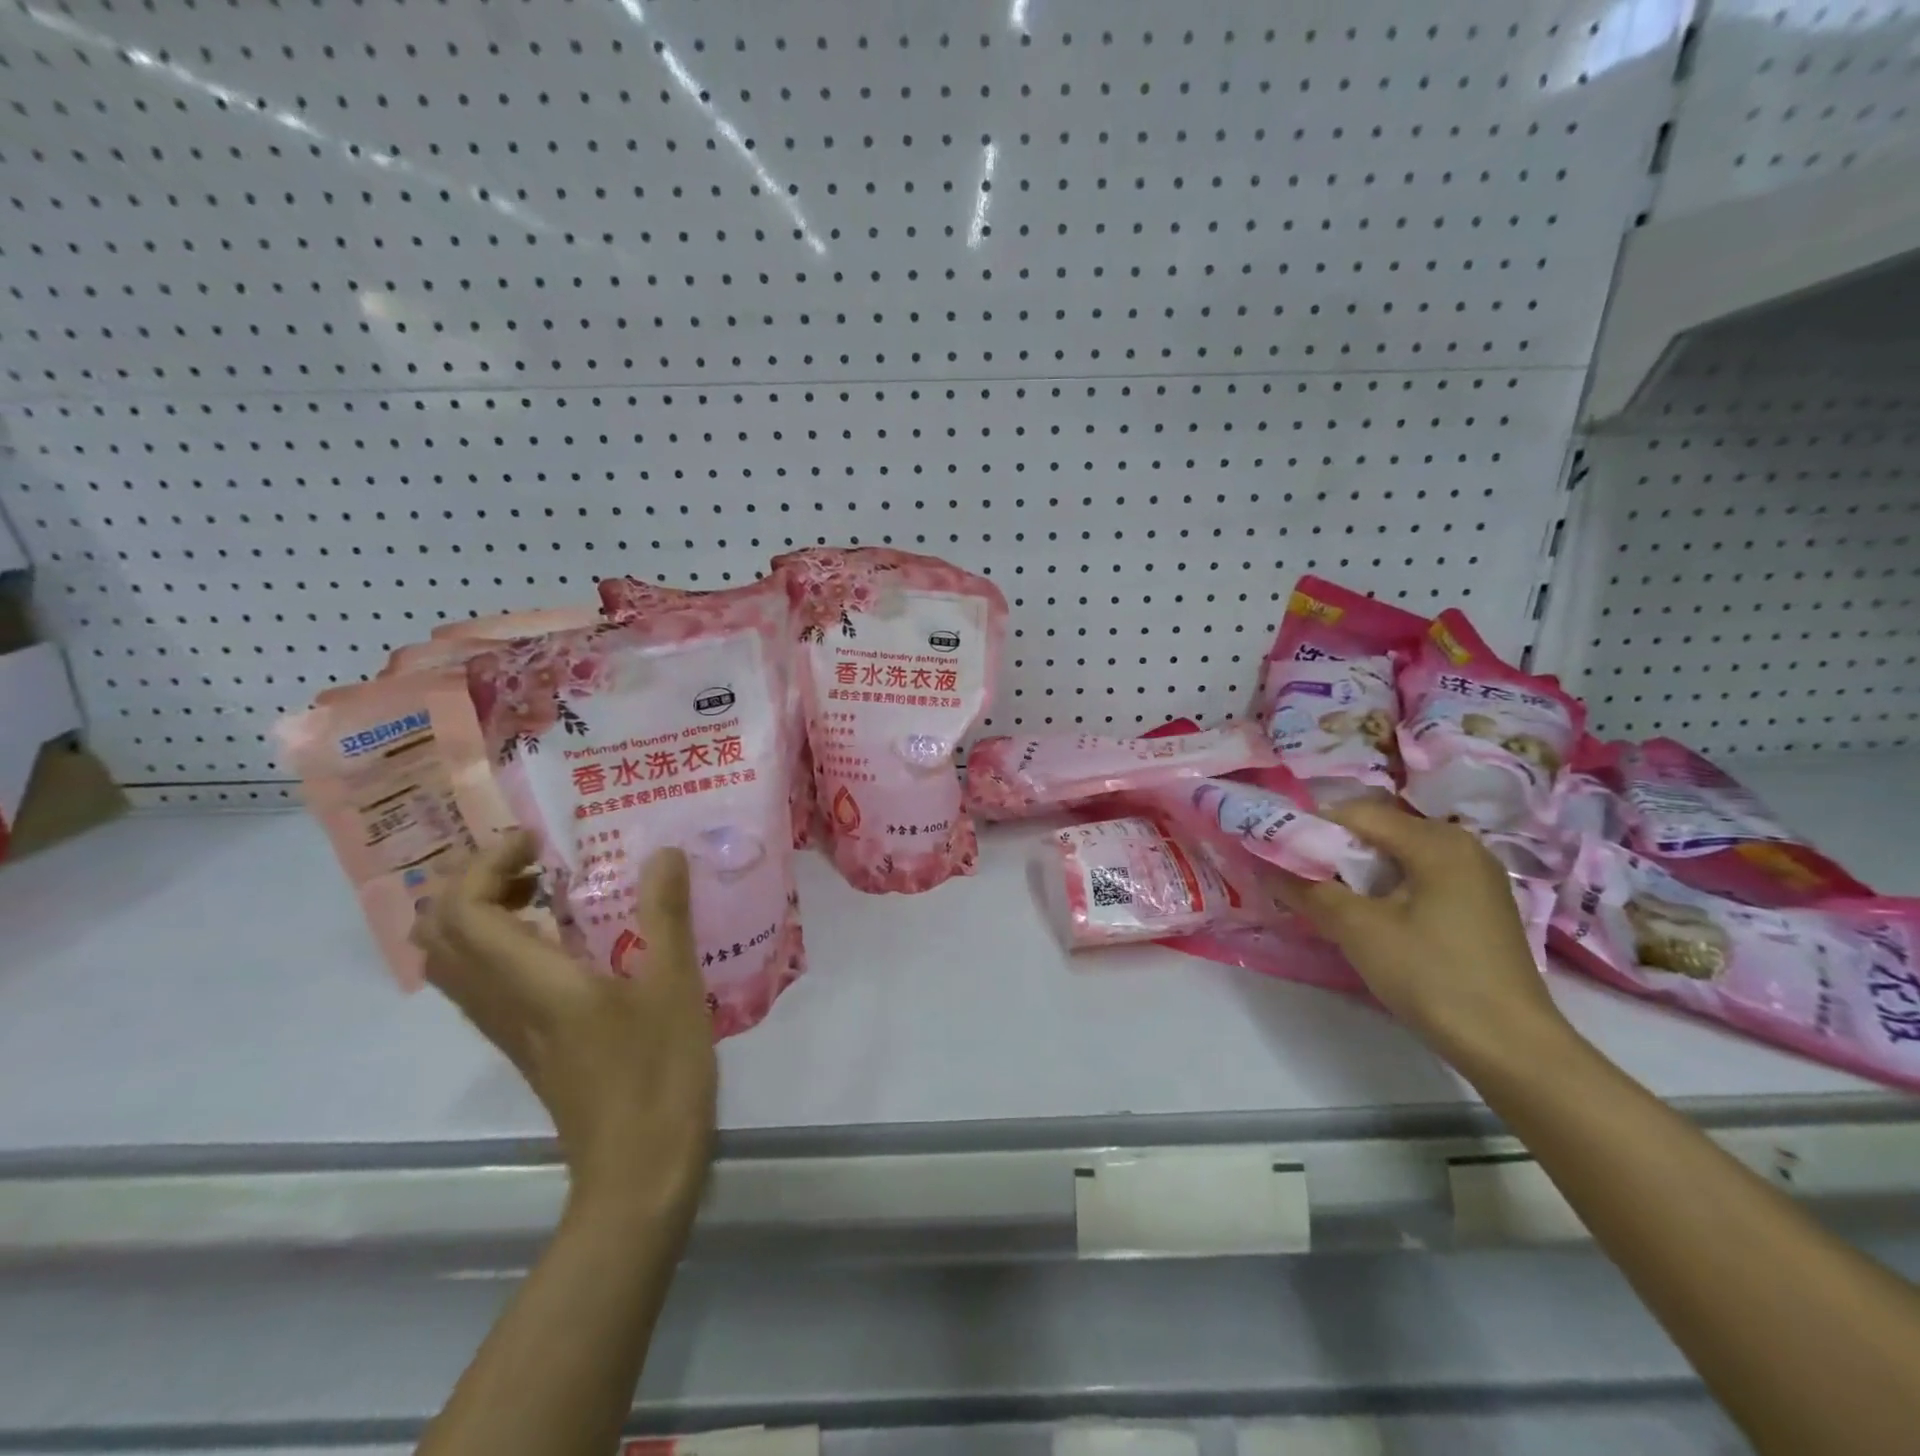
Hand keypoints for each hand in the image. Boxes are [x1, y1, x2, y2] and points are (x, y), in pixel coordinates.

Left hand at [414, 831, 717, 1225]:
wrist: (638, 1171)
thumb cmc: (657, 1074)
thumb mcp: (674, 986)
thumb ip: (666, 914)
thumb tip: (664, 853)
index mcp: (531, 983)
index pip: (461, 912)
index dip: (484, 864)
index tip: (537, 842)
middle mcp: (502, 1003)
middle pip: (439, 935)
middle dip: (472, 883)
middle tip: (534, 862)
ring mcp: (510, 1028)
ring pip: (455, 961)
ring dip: (482, 912)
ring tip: (548, 890)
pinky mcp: (527, 1045)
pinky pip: (484, 982)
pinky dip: (501, 943)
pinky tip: (564, 940)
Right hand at [1275, 799, 1570, 1068]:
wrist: (1512, 1047)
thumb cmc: (1432, 976)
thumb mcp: (1359, 930)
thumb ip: (1308, 890)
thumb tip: (1264, 865)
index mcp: (1437, 840)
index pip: (1356, 814)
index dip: (1311, 829)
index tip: (1278, 854)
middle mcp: (1461, 845)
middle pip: (1378, 832)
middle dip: (1334, 852)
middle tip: (1298, 880)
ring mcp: (1475, 876)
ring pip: (1397, 857)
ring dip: (1357, 872)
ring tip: (1327, 900)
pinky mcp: (1479, 905)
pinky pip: (1419, 878)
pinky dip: (1386, 888)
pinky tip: (1370, 917)